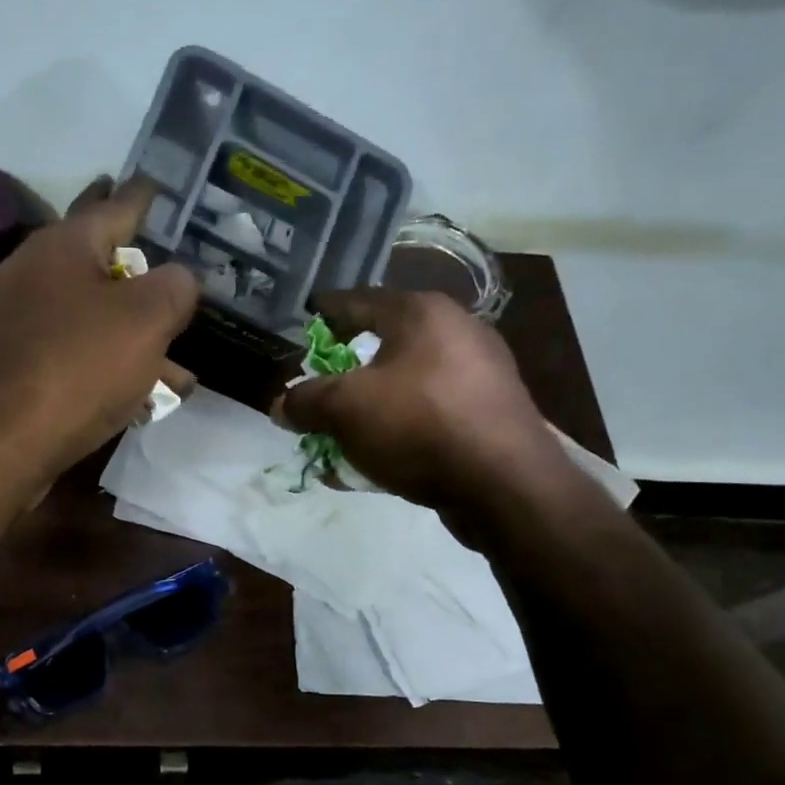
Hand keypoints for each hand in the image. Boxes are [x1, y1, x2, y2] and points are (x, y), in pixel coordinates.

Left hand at [0, 177, 197, 479]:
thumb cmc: (77, 368)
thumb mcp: (146, 320)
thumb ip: (174, 288)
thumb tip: (178, 279)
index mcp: (63, 246)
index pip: (115, 206)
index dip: (144, 198)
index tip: (158, 186)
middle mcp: (31, 273)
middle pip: (96, 262)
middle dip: (136, 271)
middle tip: (164, 266)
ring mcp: (13, 321)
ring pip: (86, 317)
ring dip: (129, 336)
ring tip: (175, 367)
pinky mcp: (8, 366)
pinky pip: (68, 354)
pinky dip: (102, 365)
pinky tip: (133, 395)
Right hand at [277, 288, 573, 527]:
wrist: (504, 484)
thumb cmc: (418, 425)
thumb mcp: (345, 409)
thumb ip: (306, 402)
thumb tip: (280, 405)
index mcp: (422, 313)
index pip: (359, 300)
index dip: (327, 311)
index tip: (306, 317)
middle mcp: (456, 332)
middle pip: (384, 342)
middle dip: (346, 367)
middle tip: (319, 382)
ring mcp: (480, 374)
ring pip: (406, 383)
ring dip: (370, 405)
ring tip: (342, 430)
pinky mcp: (489, 414)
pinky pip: (427, 414)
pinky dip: (397, 429)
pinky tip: (374, 459)